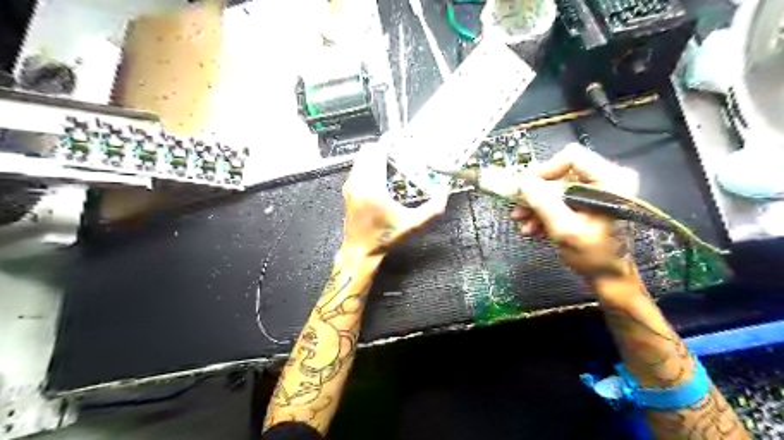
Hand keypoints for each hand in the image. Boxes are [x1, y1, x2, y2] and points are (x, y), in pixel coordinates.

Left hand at [342, 145, 446, 256]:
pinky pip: (358, 167)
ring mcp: (350, 185)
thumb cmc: (385, 238)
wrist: (360, 251)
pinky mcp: (348, 190)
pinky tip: (384, 175)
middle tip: (401, 151)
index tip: (401, 136)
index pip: (377, 152)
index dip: (389, 141)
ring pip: (361, 158)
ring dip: (376, 155)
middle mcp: (358, 182)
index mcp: (372, 187)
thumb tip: (444, 192)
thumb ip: (432, 209)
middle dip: (384, 147)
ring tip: (394, 162)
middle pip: (368, 151)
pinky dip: (370, 164)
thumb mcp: (412, 225)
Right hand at [508, 144, 642, 281]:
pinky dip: (544, 212)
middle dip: (535, 193)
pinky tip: (532, 227)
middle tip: (517, 207)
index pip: (571, 157)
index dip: (544, 170)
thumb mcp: (566, 230)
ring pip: (556, 188)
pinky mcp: (588, 202)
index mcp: (611, 180)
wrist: (610, 279)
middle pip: (561, 173)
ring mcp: (597, 191)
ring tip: (521, 222)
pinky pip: (560, 199)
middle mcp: (606, 179)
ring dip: (536, 205)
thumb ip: (543, 203)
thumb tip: (522, 183)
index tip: (523, 187)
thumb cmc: (595, 256)